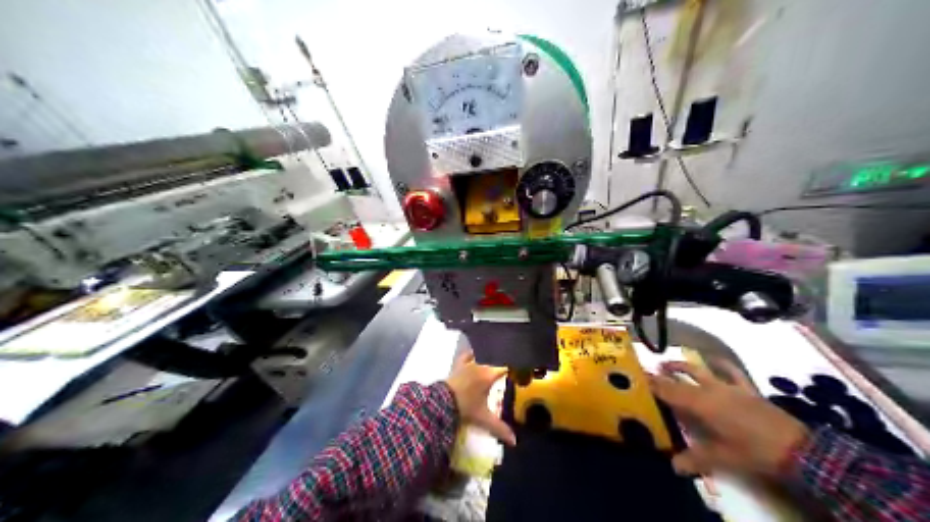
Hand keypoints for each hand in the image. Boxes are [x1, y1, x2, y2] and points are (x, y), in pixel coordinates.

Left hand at [442, 351, 515, 444]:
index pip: (506, 367)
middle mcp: (481, 365)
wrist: (441, 402)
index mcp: (490, 374)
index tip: (520, 373)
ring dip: (489, 359)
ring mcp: (468, 363)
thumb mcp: (483, 418)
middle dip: (503, 365)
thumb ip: (500, 428)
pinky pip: (467, 355)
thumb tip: (515, 441)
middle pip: (496, 361)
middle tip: (509, 372)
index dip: (514, 369)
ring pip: (483, 356)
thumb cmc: (465, 408)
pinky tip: (475, 355)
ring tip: (495, 363)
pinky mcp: (458, 365)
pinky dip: (472, 354)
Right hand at [650, 361, 811, 479]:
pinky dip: (720, 364)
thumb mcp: (722, 459)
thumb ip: (695, 459)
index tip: (637, 377)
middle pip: (681, 379)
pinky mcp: (745, 389)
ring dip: (683, 366)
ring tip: (668, 363)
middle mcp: (711, 391)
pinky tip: (713, 360)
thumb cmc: (753, 452)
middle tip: (647, 371)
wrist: (795, 448)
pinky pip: (730, 371)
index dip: (653, 384)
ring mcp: (729, 387)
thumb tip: (673, 466)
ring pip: (700, 370)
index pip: (670, 391)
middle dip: (663, 375)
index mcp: (701, 405)